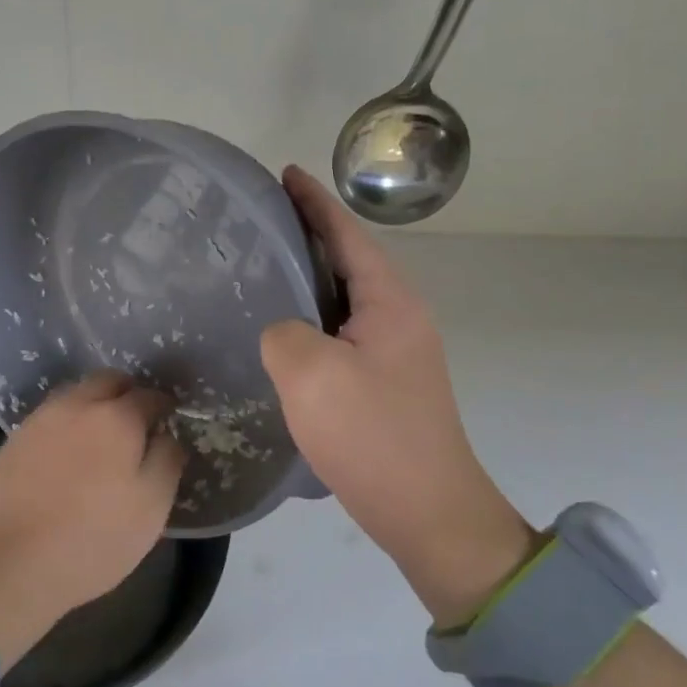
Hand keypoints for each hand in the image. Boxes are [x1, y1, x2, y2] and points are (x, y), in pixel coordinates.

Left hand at [0, 372, 182, 663]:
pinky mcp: (14, 440)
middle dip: (127, 393)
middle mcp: (77, 406)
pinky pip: (50, 417)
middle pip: (108, 381)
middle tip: (136, 422)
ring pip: (76, 395)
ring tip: (101, 438)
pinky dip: (67, 424)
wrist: (10, 563)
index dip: (163, 406)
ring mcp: (40, 420)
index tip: (168, 421)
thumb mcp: (151, 508)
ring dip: (94, 405)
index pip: (149, 396)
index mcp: (117, 418)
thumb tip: (167, 435)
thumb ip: (166, 461)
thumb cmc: (93, 539)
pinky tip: (67, 454)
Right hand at [260, 167, 535, 625]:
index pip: (346, 234)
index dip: (314, 201)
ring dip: (307, 278)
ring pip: (344, 298)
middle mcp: (399, 317)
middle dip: (307, 234)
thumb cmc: (372, 436)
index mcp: (389, 302)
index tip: (283, 173)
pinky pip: (341, 332)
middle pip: (348, 260)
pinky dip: (312, 317)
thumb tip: (283, 331)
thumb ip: (283, 332)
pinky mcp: (385, 382)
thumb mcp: (310, 375)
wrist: (429, 513)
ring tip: (261, 268)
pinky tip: (281, 331)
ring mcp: (396, 352)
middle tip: (257, 222)